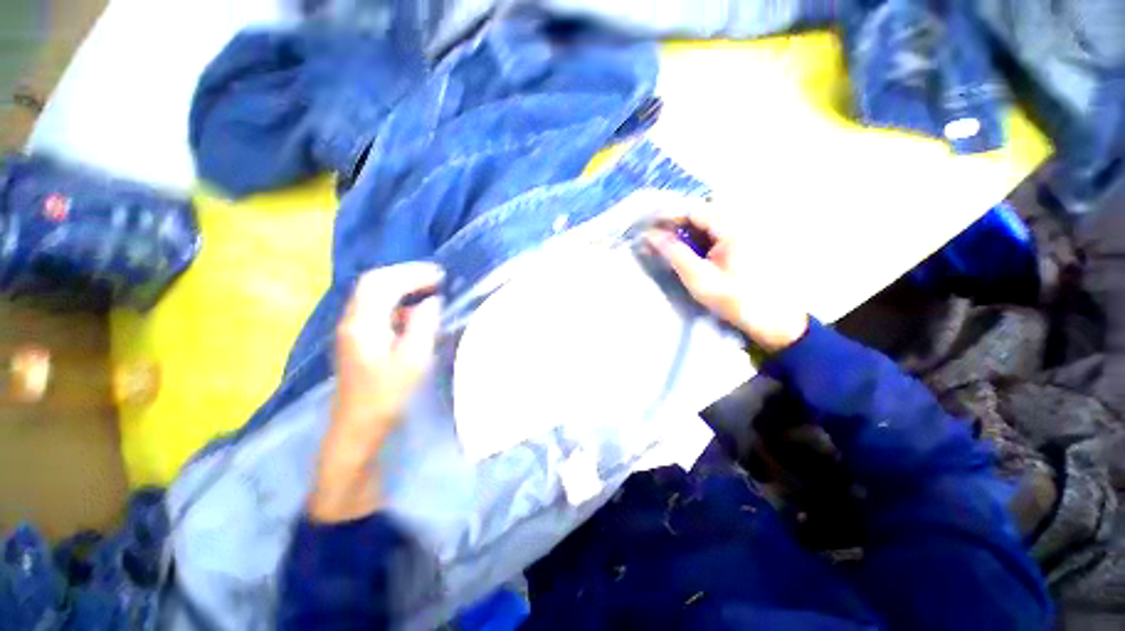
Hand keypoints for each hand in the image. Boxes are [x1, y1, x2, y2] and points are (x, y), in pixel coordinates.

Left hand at [311, 262, 442, 521]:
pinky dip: (396, 300)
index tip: (440, 275)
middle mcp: (352, 321)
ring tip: (428, 287)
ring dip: (400, 285)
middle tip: (435, 277)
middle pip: (373, 282)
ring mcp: (351, 329)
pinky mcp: (357, 338)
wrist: (358, 427)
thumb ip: (423, 325)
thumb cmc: (387, 396)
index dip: (412, 274)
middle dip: (405, 274)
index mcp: (363, 324)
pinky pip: (376, 307)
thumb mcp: (413, 360)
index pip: (383, 284)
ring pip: (373, 294)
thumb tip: (432, 301)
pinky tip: (413, 311)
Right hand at [644, 198, 808, 352]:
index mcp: (732, 228)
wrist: (771, 318)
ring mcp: (745, 230)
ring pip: (708, 221)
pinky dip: (699, 237)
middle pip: (701, 212)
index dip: (668, 216)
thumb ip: (674, 253)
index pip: (693, 210)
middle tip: (656, 238)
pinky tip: (689, 250)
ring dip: (687, 230)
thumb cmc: (733, 299)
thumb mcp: (698, 278)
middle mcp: (741, 221)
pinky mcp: (746, 240)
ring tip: (668, 243)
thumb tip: (651, 236)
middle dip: (676, 223)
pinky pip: (717, 231)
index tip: (649, 228)